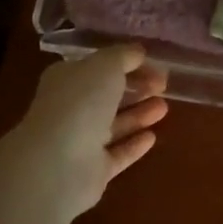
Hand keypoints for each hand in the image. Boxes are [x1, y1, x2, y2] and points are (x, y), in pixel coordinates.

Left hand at [16, 46, 169, 212]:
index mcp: (67, 79)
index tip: (155, 64)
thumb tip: (137, 52)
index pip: (98, 66)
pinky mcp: (92, 171)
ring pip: (113, 124)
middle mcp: (70, 109)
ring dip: (139, 114)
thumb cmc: (80, 103)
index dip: (127, 63)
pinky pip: (117, 154)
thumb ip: (123, 55)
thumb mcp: (105, 65)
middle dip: (136, 88)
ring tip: (164, 108)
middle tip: (164, 85)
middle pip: (107, 96)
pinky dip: (133, 145)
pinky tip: (152, 137)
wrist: (58, 165)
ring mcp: (79, 142)